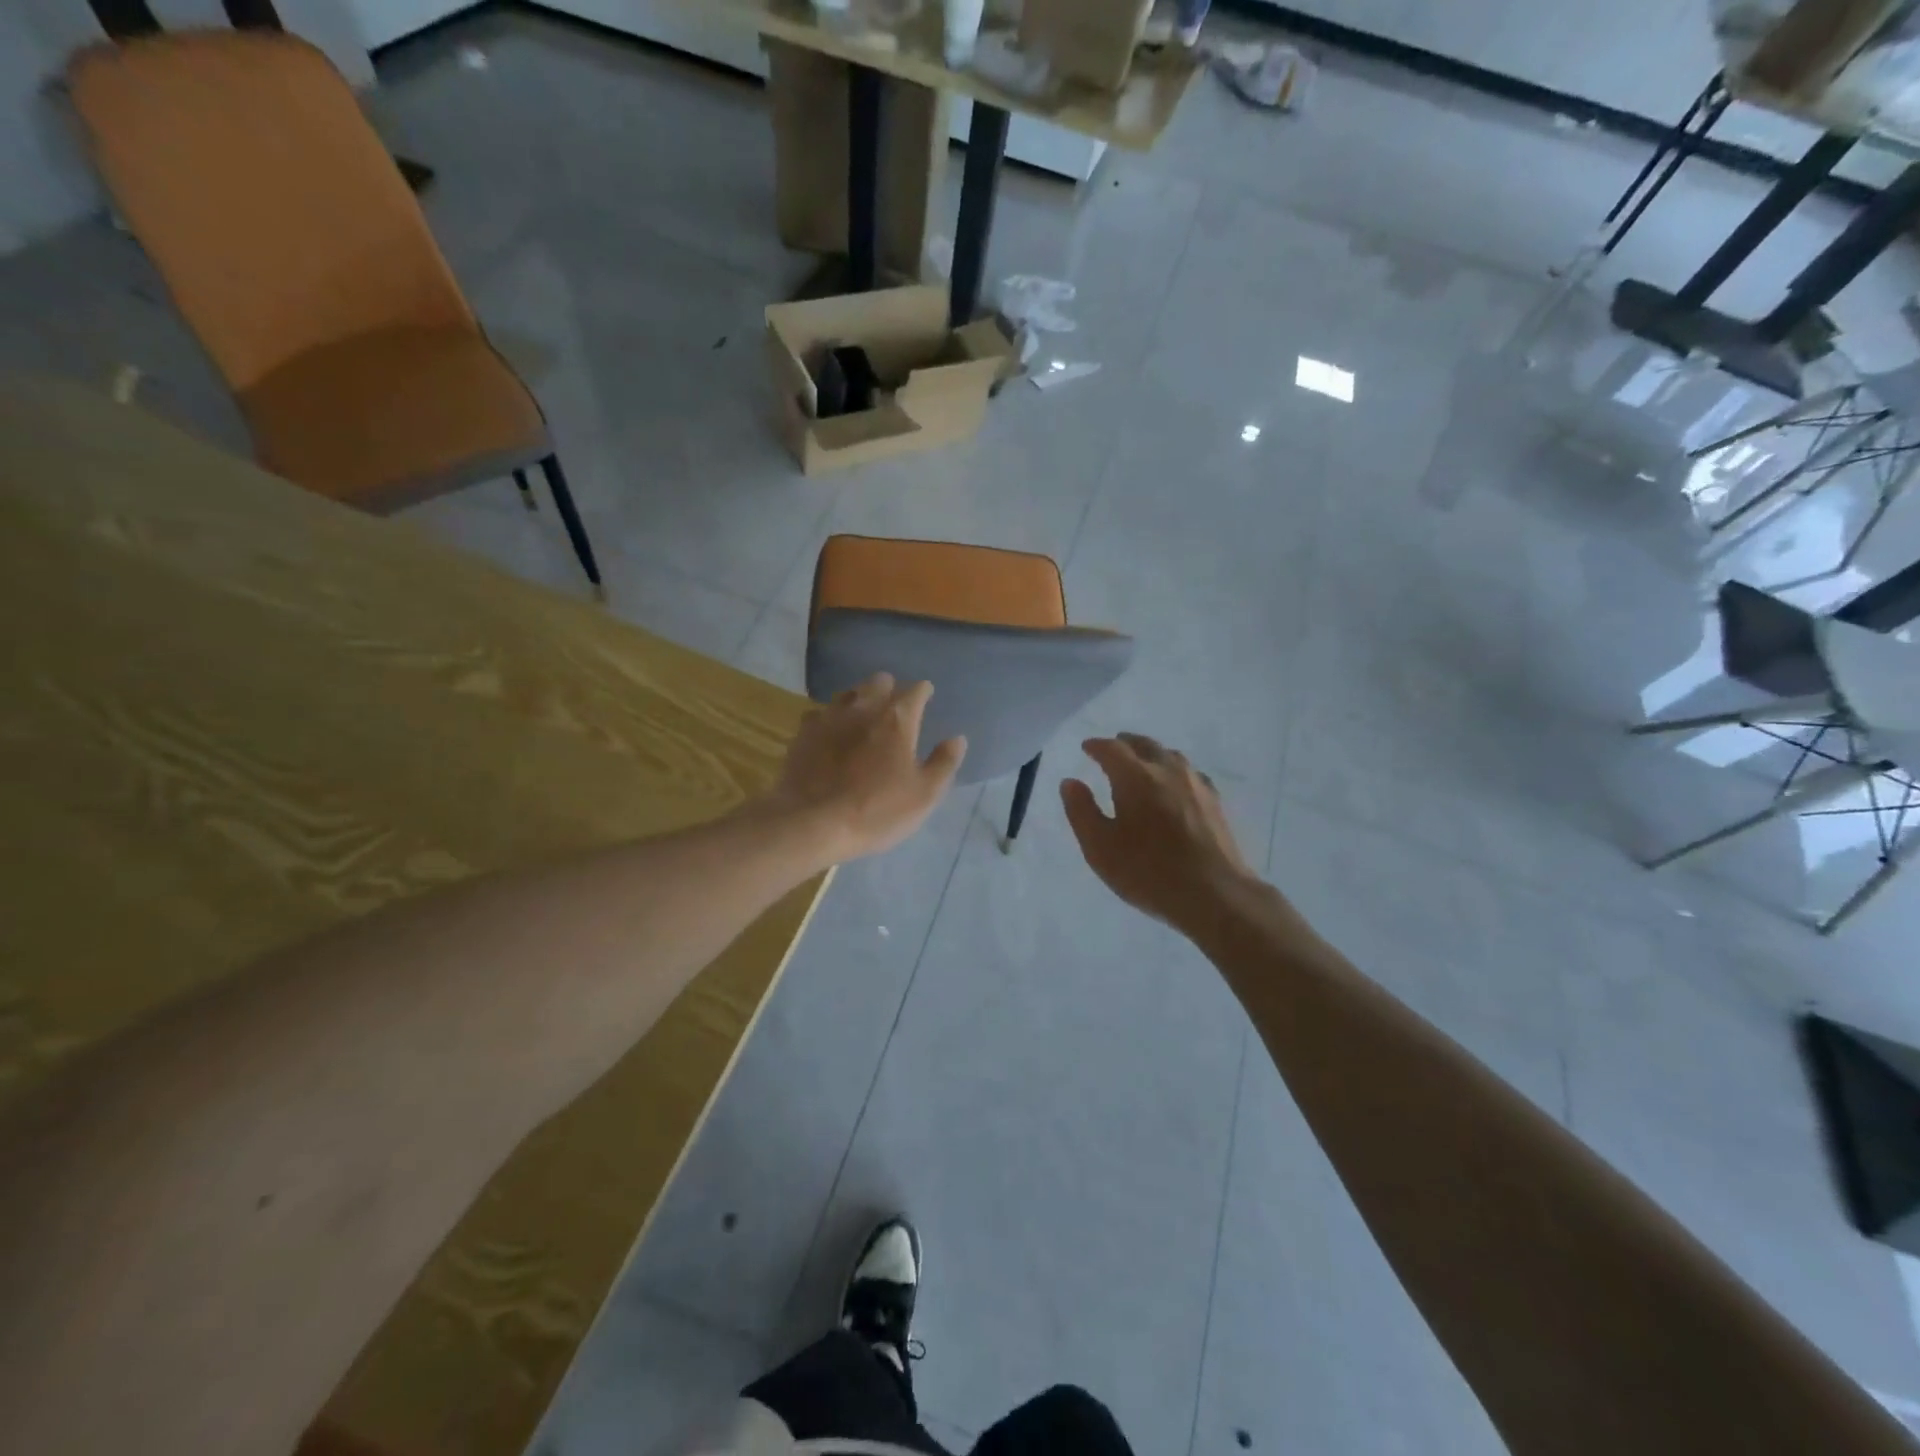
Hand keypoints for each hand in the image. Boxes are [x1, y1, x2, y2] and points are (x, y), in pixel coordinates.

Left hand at [770, 673, 966, 864]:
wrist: (811, 823)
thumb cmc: (876, 810)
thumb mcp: (924, 794)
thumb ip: (944, 762)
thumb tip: (957, 739)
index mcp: (897, 718)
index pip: (916, 690)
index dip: (923, 692)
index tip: (926, 697)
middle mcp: (863, 707)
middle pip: (878, 682)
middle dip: (890, 688)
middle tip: (895, 707)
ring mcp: (829, 717)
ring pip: (848, 694)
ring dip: (859, 700)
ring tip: (863, 718)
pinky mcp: (803, 733)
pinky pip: (820, 714)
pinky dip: (830, 720)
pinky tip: (830, 735)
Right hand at [1061, 734, 1253, 931]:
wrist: (1214, 894)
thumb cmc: (1148, 872)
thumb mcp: (1099, 847)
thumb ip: (1081, 811)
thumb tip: (1071, 782)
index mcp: (1136, 777)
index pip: (1112, 749)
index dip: (1097, 746)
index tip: (1086, 747)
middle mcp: (1167, 771)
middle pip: (1145, 745)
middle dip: (1125, 744)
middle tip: (1113, 748)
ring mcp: (1195, 785)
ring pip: (1170, 755)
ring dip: (1151, 753)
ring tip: (1141, 762)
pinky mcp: (1214, 802)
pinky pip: (1190, 773)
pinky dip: (1174, 770)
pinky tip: (1174, 785)